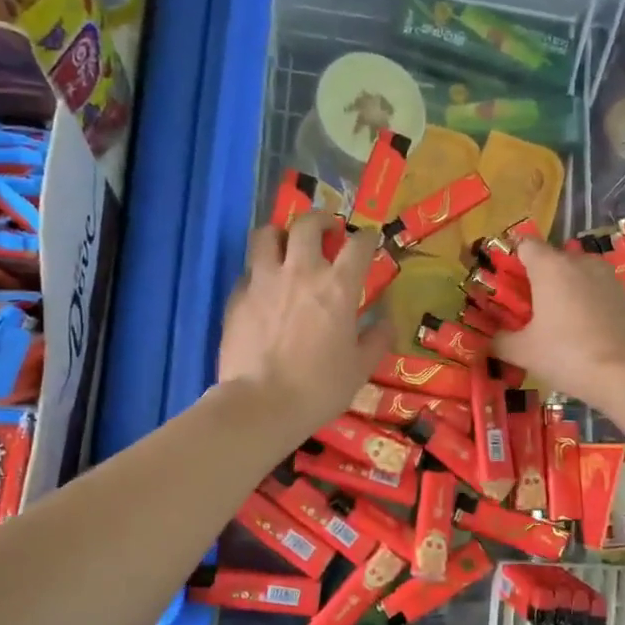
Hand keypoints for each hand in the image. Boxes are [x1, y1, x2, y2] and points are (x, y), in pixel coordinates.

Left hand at [217, 213, 390, 438]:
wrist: (261, 404)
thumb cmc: (319, 388)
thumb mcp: (360, 369)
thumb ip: (376, 340)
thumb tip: (387, 322)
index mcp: (338, 287)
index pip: (358, 245)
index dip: (367, 238)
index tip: (369, 239)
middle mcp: (301, 272)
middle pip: (308, 224)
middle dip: (321, 220)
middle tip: (327, 230)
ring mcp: (264, 280)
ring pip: (267, 235)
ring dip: (280, 234)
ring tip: (286, 245)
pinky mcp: (237, 296)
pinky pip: (248, 271)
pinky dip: (258, 271)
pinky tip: (263, 287)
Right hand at [493, 237, 624, 409]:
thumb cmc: (566, 354)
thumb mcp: (522, 352)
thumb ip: (499, 341)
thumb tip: (489, 340)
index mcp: (550, 266)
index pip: (525, 244)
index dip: (512, 259)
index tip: (505, 283)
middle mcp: (579, 261)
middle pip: (551, 259)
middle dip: (537, 278)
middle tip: (526, 309)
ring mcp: (606, 276)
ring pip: (575, 274)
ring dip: (563, 289)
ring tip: (556, 321)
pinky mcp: (624, 294)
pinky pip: (595, 289)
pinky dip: (585, 301)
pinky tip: (582, 329)